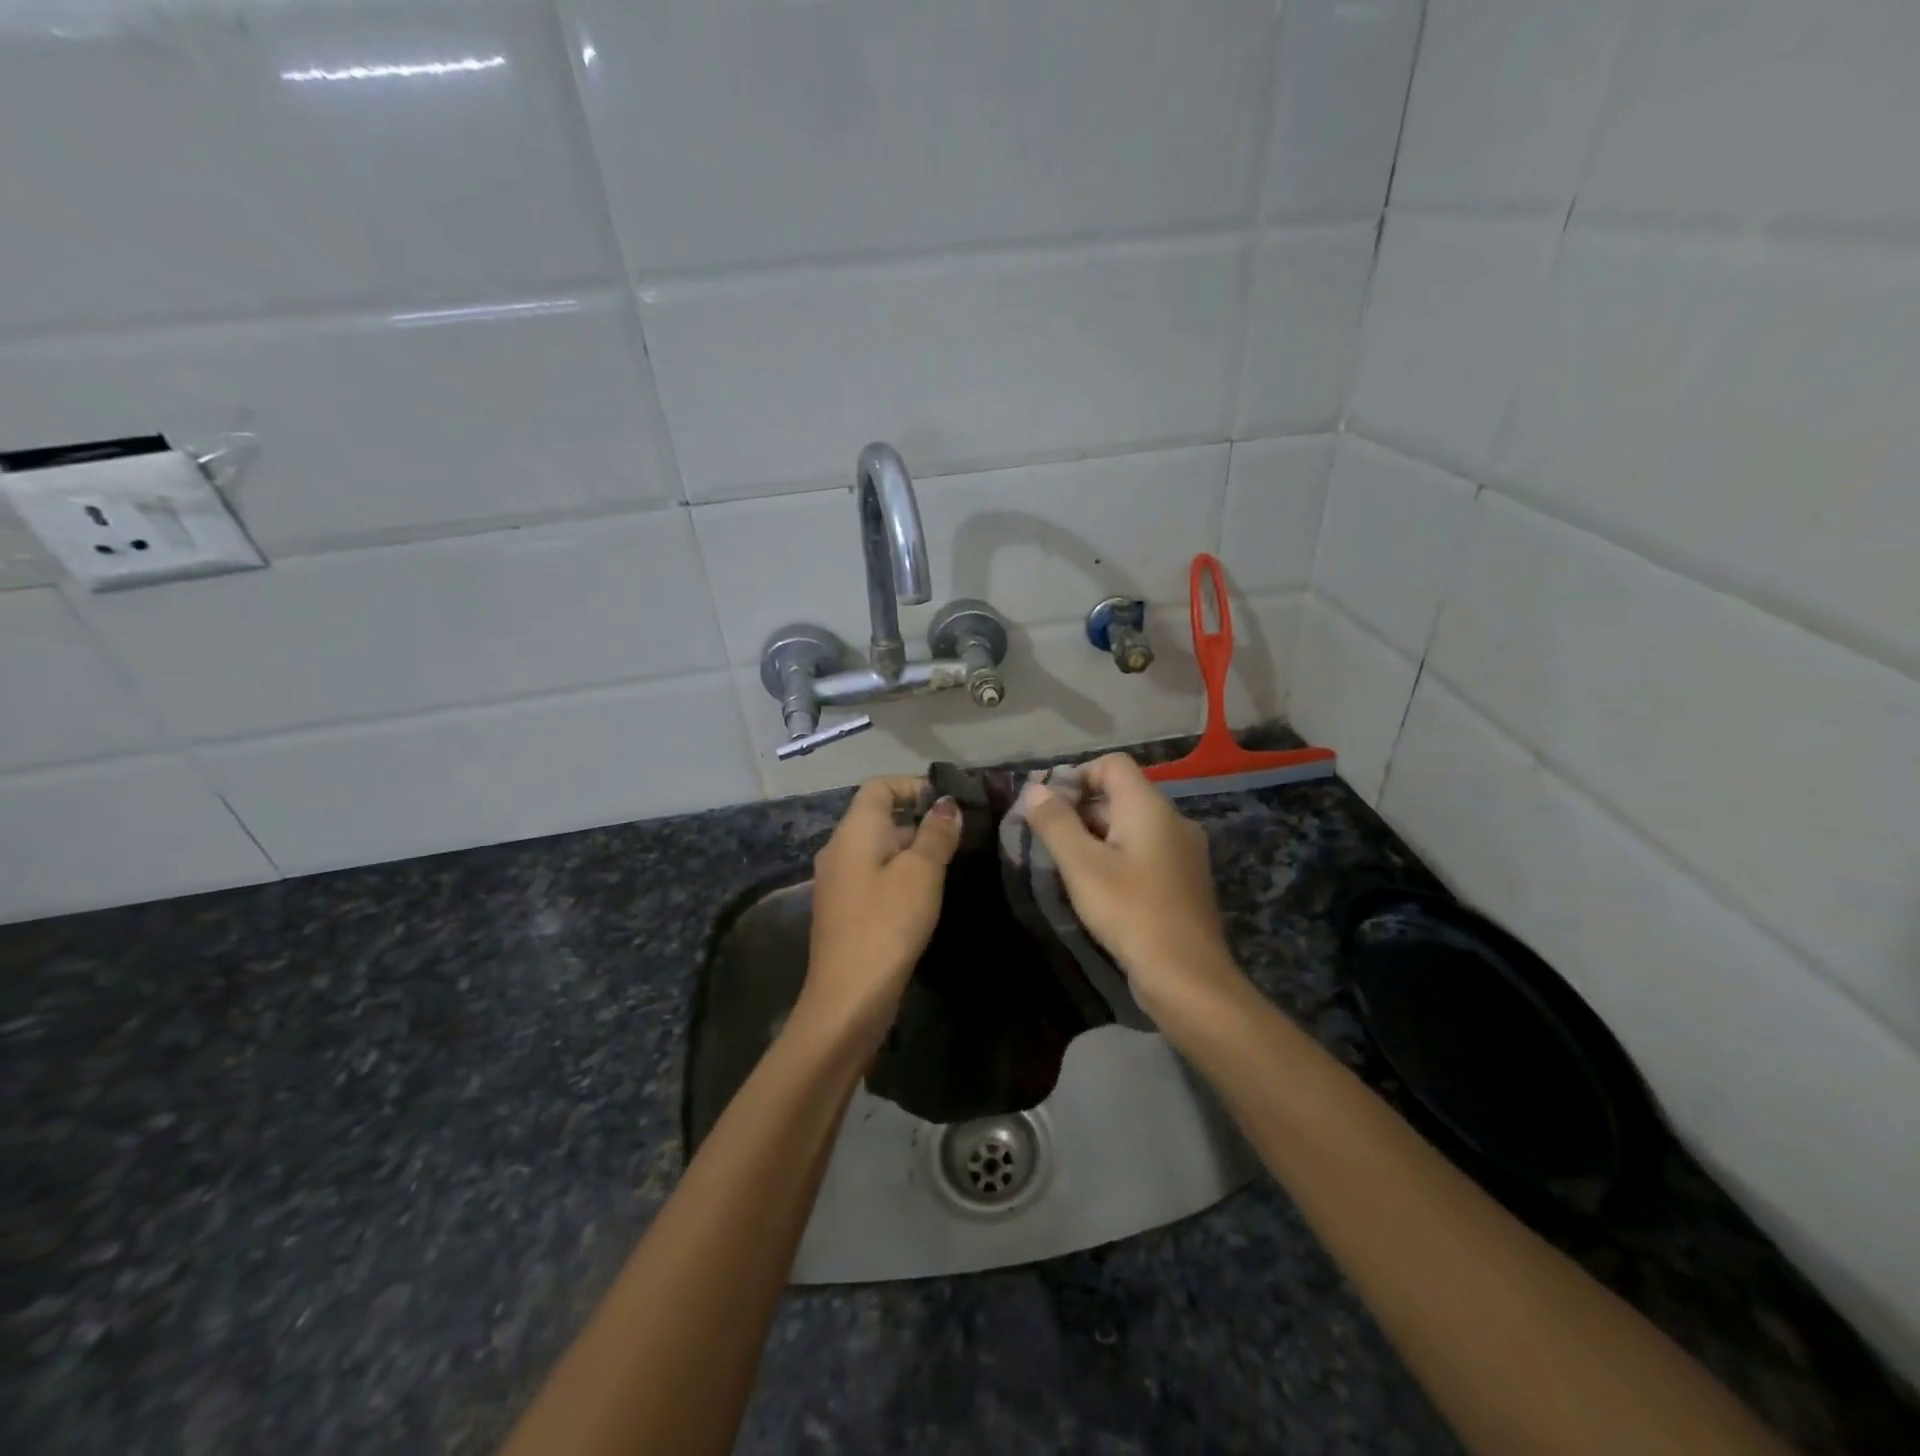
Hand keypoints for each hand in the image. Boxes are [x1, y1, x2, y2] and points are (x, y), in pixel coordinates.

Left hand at [797, 776, 961, 1050]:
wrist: (849, 997)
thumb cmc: (887, 923)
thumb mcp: (921, 873)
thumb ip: (936, 833)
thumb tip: (946, 804)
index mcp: (854, 831)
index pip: (879, 786)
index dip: (913, 786)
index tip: (948, 805)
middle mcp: (838, 848)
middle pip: (878, 816)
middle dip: (918, 820)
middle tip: (958, 837)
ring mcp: (838, 881)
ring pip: (878, 848)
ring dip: (911, 850)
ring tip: (948, 865)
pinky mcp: (844, 909)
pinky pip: (873, 875)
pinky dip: (898, 875)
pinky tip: (923, 896)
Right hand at [1020, 754, 1246, 1021]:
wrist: (1187, 978)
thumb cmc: (1130, 912)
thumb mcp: (1082, 865)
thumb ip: (1056, 823)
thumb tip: (1036, 790)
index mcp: (1150, 807)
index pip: (1112, 765)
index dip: (1077, 776)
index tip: (1049, 808)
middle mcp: (1172, 820)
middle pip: (1121, 794)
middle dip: (1081, 809)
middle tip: (1049, 839)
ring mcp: (1183, 852)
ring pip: (1132, 826)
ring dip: (1096, 836)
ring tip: (1067, 866)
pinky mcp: (1183, 882)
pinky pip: (1145, 852)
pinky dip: (1117, 857)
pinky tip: (1098, 888)